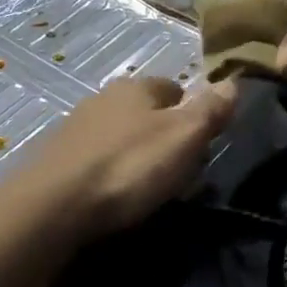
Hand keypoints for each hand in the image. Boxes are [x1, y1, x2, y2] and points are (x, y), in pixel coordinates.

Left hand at [25, 77, 236, 237]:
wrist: (53, 205)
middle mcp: (102, 99)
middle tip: (177, 167)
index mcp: (135, 88)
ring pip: (117, 134)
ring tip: (145, 185)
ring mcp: (74, 128)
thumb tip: (233, 82)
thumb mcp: (182, 138)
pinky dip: (107, 171)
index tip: (201, 140)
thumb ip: (209, 110)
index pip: (172, 87)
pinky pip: (94, 159)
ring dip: (132, 153)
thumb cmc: (128, 167)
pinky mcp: (56, 159)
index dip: (190, 110)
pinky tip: (112, 194)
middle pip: (143, 111)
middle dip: (160, 132)